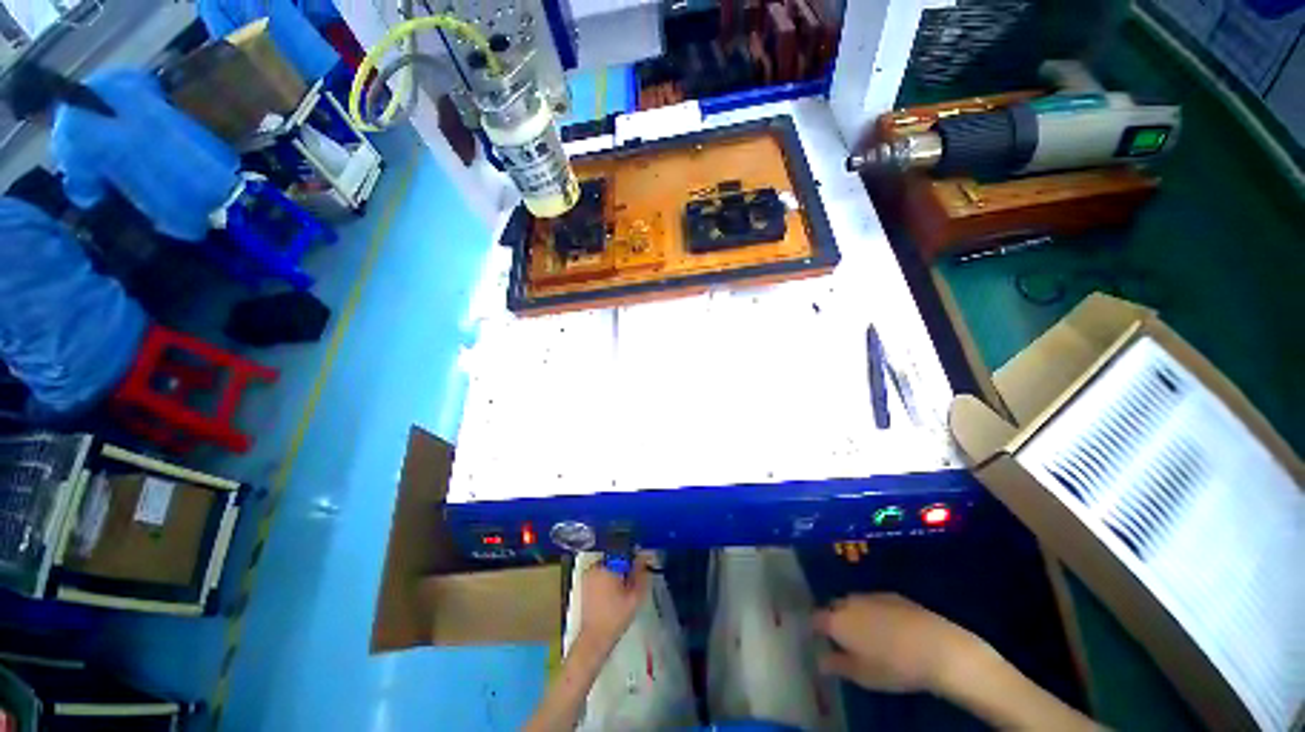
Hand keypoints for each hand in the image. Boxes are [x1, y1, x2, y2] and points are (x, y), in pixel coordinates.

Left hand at [578, 556, 650, 650]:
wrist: (595, 638)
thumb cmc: (616, 617)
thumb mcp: (635, 596)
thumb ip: (641, 573)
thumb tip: (645, 557)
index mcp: (606, 567)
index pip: (624, 551)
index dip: (634, 558)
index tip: (639, 567)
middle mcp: (594, 567)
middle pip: (615, 557)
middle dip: (624, 566)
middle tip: (631, 581)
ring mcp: (587, 575)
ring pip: (608, 565)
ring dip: (616, 572)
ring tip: (622, 589)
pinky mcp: (584, 583)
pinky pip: (599, 573)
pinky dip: (607, 578)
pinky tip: (612, 593)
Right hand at [812, 593, 986, 693]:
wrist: (937, 648)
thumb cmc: (894, 667)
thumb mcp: (863, 675)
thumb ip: (838, 665)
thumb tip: (820, 660)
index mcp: (838, 621)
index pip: (816, 619)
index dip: (814, 628)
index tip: (816, 638)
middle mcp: (850, 602)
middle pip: (834, 606)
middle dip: (834, 618)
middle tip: (842, 638)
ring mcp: (871, 596)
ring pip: (854, 603)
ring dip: (854, 614)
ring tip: (866, 634)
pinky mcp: (893, 595)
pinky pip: (874, 602)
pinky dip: (873, 612)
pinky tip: (888, 628)